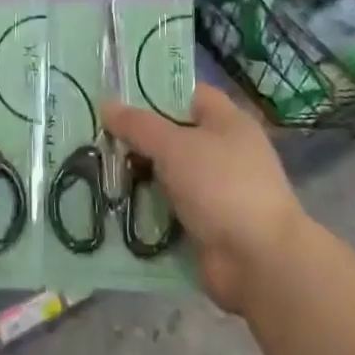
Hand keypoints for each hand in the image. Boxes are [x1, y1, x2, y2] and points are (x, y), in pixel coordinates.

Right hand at [104, 84, 308, 313]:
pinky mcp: (208, 225)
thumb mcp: (174, 146)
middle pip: (175, 136)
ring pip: (169, 175)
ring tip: (95, 169)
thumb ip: (138, 125)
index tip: (118, 97)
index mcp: (228, 122)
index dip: (156, 93)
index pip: (190, 94)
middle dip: (139, 138)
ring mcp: (218, 192)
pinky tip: (114, 204)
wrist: (258, 261)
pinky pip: (170, 209)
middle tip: (98, 136)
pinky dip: (148, 209)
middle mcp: (226, 152)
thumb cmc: (221, 186)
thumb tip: (106, 104)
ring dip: (139, 176)